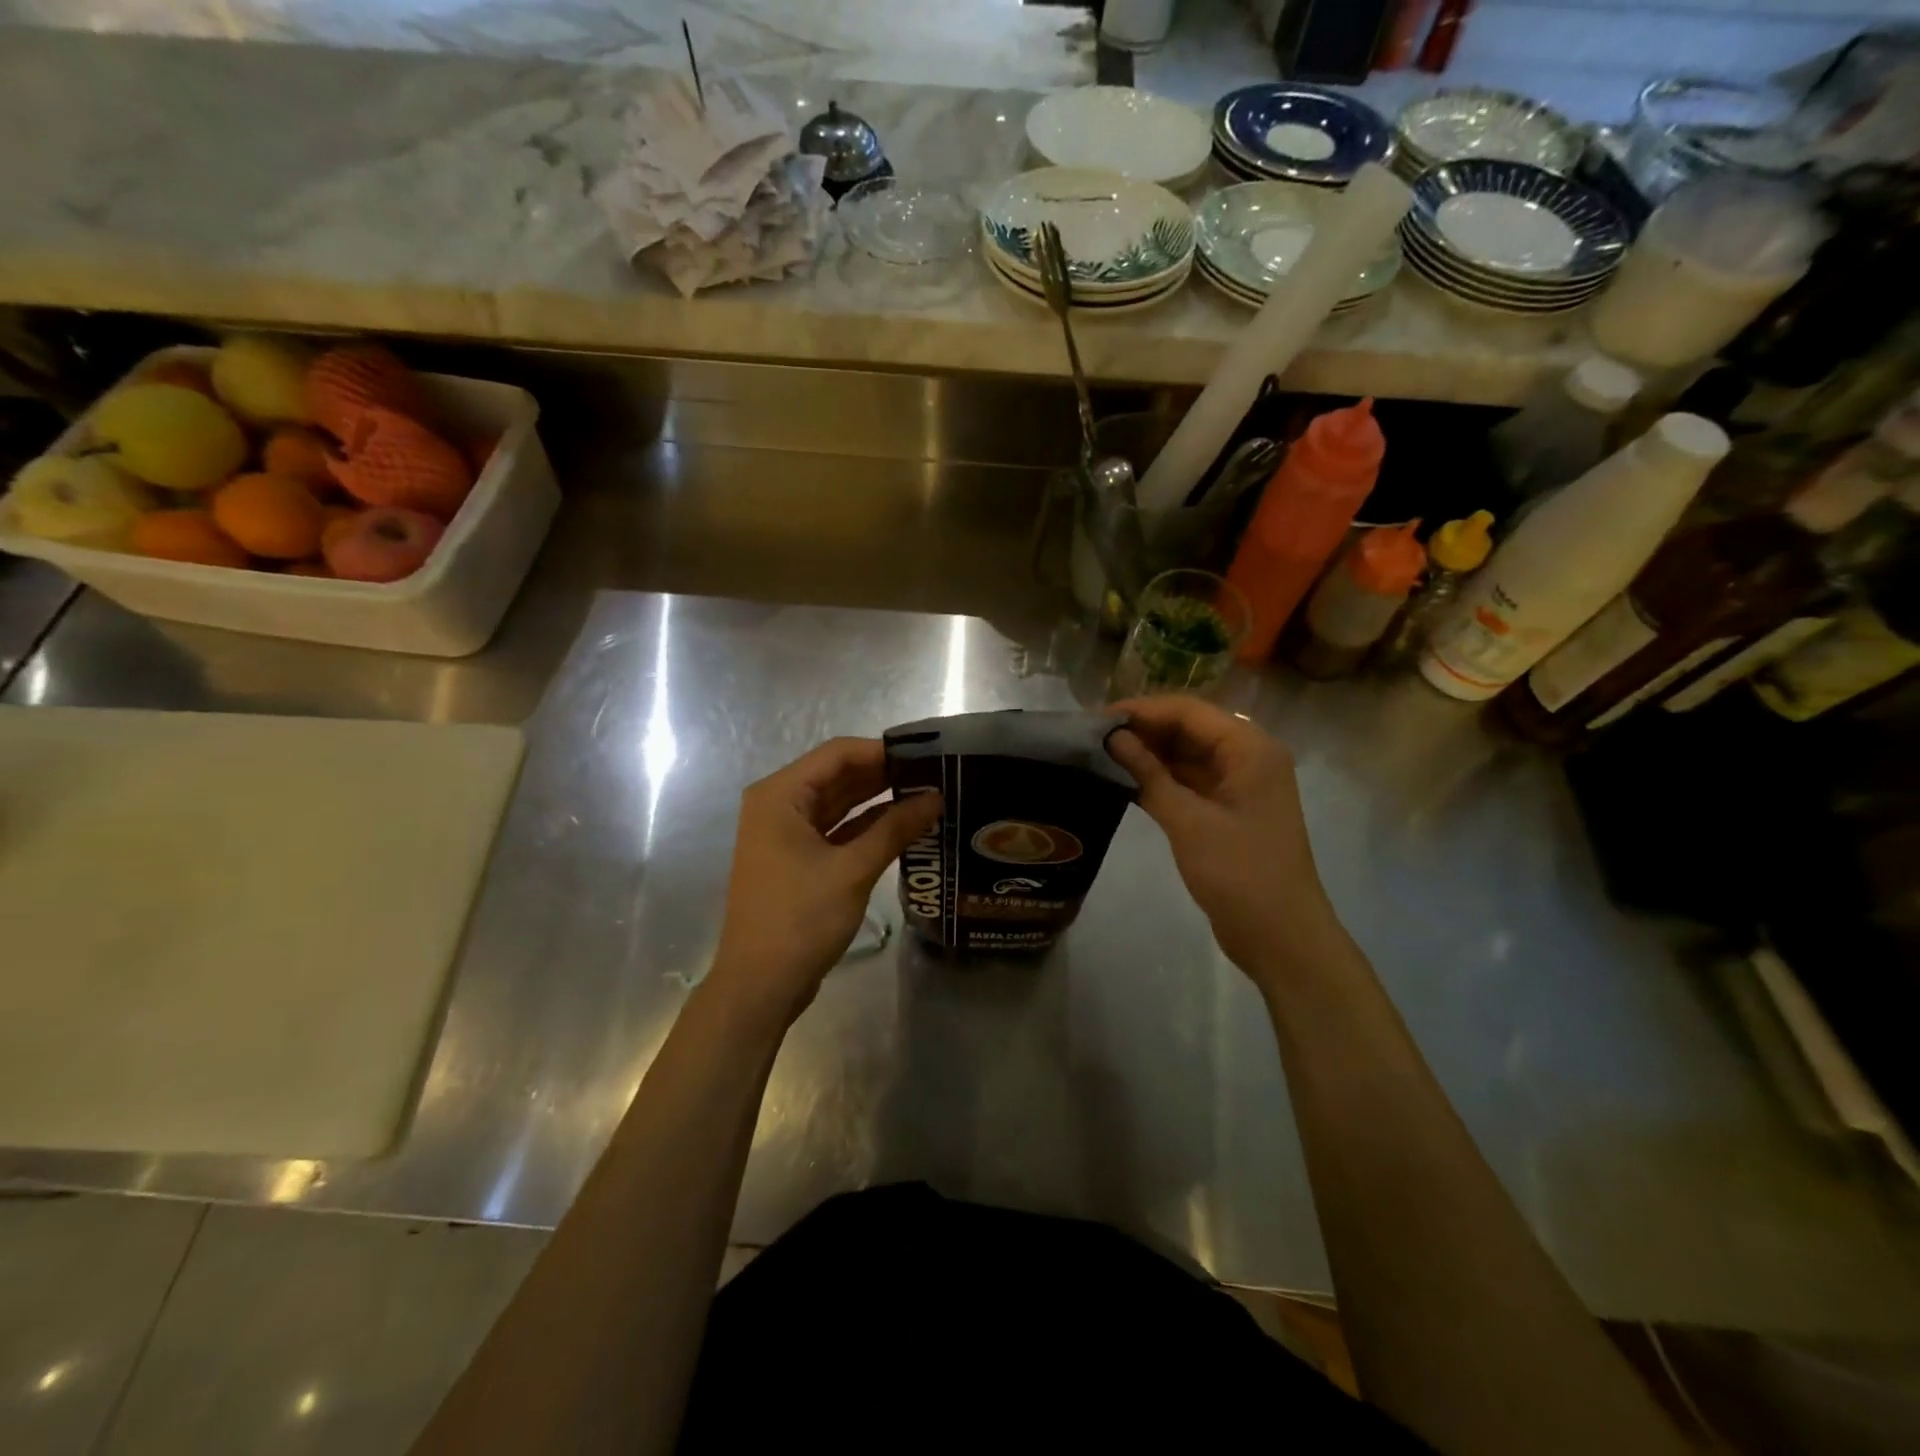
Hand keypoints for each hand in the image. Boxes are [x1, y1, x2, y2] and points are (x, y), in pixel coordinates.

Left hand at [707, 737, 940, 1033]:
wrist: (760, 985)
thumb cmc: (800, 919)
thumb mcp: (853, 870)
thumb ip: (895, 828)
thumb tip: (936, 797)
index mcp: (780, 795)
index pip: (837, 754)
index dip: (882, 751)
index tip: (926, 756)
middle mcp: (779, 806)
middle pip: (837, 776)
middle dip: (883, 776)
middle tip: (934, 776)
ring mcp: (786, 834)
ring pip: (838, 804)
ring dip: (878, 801)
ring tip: (927, 797)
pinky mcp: (797, 859)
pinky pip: (836, 830)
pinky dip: (866, 828)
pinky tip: (904, 826)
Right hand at [1107, 696, 1338, 986]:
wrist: (1281, 938)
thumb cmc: (1240, 874)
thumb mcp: (1189, 822)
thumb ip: (1149, 775)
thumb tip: (1112, 738)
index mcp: (1250, 749)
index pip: (1189, 712)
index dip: (1142, 710)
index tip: (1097, 718)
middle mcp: (1247, 758)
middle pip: (1189, 729)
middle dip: (1143, 730)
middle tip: (1092, 737)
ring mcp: (1238, 786)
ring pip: (1186, 755)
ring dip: (1148, 754)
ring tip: (1099, 754)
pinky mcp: (1227, 811)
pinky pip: (1188, 781)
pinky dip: (1158, 779)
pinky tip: (1122, 780)